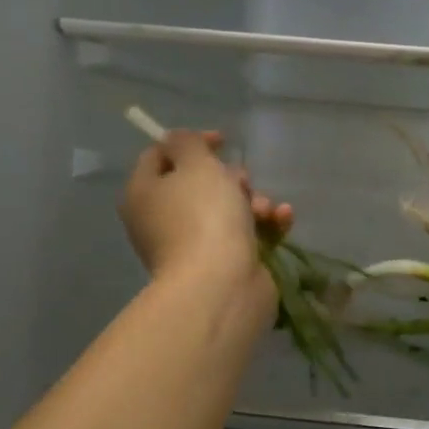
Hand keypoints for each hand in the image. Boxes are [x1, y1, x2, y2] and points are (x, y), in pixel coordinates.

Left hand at [119, 130, 291, 286]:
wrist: (221, 285)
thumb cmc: (203, 217)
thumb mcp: (195, 164)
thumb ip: (187, 143)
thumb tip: (181, 144)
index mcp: (145, 194)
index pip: (159, 156)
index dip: (192, 143)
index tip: (223, 142)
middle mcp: (164, 220)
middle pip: (199, 184)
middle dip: (230, 178)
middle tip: (243, 182)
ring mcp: (195, 245)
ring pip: (229, 209)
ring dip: (254, 201)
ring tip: (266, 210)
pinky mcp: (225, 264)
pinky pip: (248, 234)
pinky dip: (267, 224)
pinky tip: (282, 219)